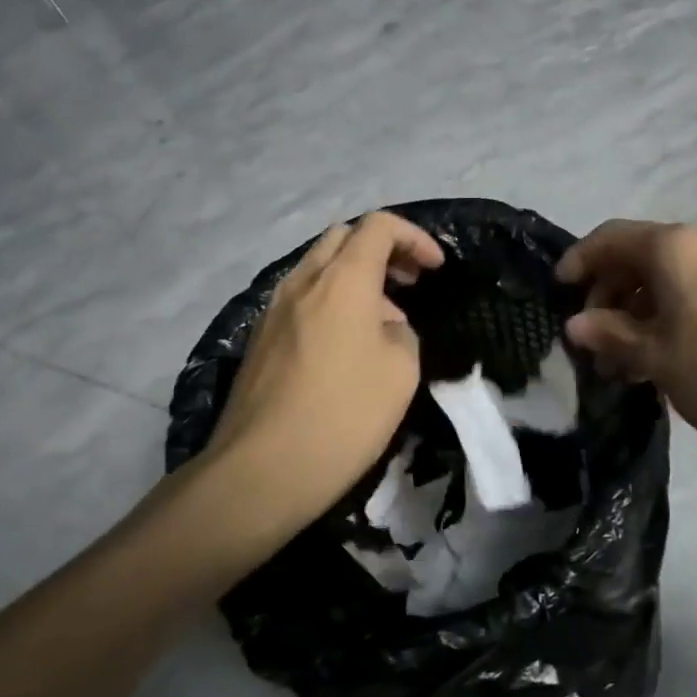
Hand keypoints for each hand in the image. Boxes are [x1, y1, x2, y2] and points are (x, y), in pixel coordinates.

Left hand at [207, 212, 445, 533]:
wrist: (262, 470)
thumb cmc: (344, 415)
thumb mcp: (401, 371)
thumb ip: (401, 332)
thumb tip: (383, 327)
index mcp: (342, 280)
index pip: (379, 226)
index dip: (414, 238)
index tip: (436, 268)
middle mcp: (302, 282)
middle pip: (343, 238)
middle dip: (382, 250)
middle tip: (410, 283)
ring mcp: (274, 310)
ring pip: (318, 268)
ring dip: (356, 278)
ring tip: (383, 321)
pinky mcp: (260, 339)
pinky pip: (302, 299)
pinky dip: (331, 301)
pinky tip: (346, 346)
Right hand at [557, 220, 696, 470]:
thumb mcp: (656, 357)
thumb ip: (611, 333)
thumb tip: (577, 324)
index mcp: (679, 247)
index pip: (613, 239)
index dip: (580, 261)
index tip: (558, 291)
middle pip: (642, 256)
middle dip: (610, 295)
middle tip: (592, 340)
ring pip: (672, 277)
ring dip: (639, 310)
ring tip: (622, 359)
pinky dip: (671, 313)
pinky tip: (661, 354)